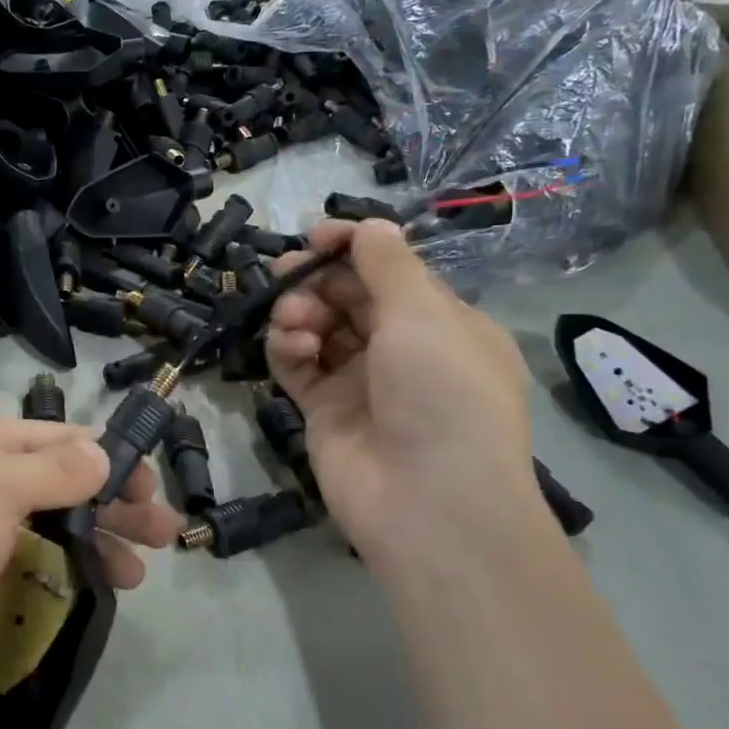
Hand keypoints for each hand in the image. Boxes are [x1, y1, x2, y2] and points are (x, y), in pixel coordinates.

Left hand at [0, 415, 179, 728]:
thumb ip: (54, 471)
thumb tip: (101, 451)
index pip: (58, 439)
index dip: (110, 459)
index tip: (153, 489)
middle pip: (58, 485)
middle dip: (111, 506)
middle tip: (164, 536)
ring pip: (44, 530)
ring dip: (92, 545)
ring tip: (138, 575)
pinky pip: (21, 572)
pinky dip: (57, 578)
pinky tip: (90, 595)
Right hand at [266, 220, 535, 554]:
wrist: (428, 504)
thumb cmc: (442, 394)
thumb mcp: (424, 314)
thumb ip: (387, 263)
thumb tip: (368, 224)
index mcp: (442, 323)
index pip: (391, 271)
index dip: (353, 248)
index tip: (315, 235)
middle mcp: (402, 350)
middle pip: (350, 297)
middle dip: (318, 277)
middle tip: (286, 271)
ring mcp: (361, 383)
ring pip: (320, 328)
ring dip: (300, 311)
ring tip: (294, 318)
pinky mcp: (325, 412)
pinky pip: (298, 366)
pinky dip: (288, 348)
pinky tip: (289, 343)